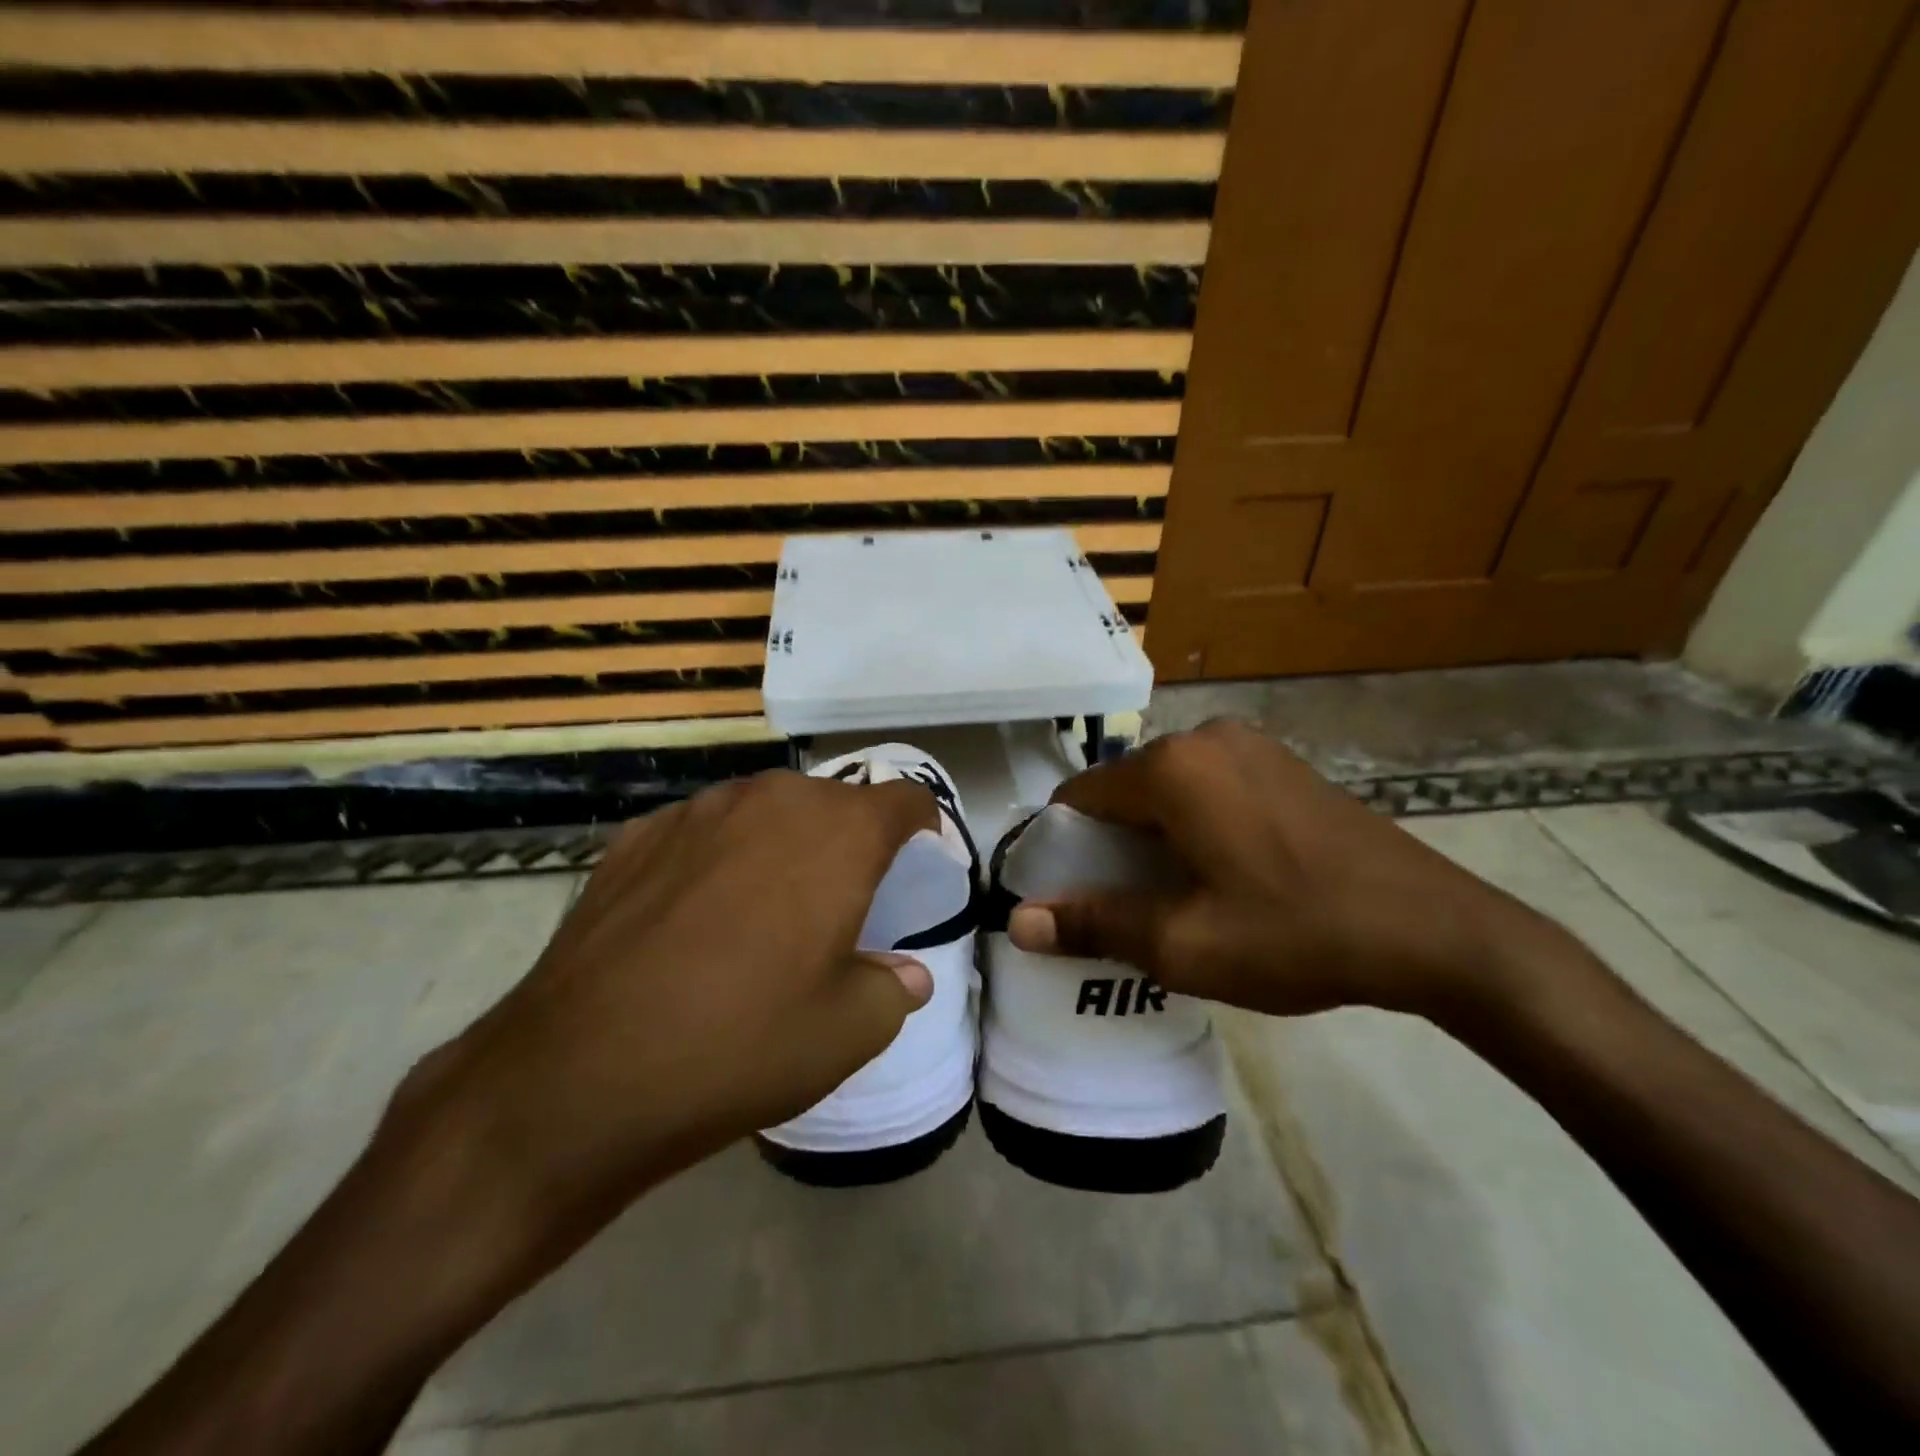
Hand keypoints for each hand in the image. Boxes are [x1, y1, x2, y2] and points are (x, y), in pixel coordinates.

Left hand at [388, 769, 937, 1260]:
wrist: (580, 1073)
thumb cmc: (742, 1044)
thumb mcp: (848, 1032)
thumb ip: (892, 989)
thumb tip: (907, 975)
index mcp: (837, 833)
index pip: (904, 799)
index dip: (923, 824)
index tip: (922, 857)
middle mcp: (771, 800)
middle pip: (834, 802)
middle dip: (850, 840)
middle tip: (843, 900)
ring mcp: (697, 811)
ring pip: (766, 809)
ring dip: (784, 844)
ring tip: (768, 905)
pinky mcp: (637, 835)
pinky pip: (705, 831)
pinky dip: (721, 856)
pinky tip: (697, 915)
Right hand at [1007, 719, 1559, 1021]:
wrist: (1437, 932)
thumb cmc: (1295, 933)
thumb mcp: (1183, 943)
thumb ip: (1094, 923)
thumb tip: (1018, 922)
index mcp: (1172, 768)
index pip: (1080, 797)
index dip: (1063, 848)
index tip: (1071, 897)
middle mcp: (1206, 738)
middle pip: (1125, 792)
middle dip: (1111, 846)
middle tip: (1125, 910)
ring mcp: (1252, 745)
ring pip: (1169, 791)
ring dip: (1155, 838)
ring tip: (1175, 898)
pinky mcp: (1285, 764)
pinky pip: (1212, 788)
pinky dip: (1196, 825)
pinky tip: (1225, 874)